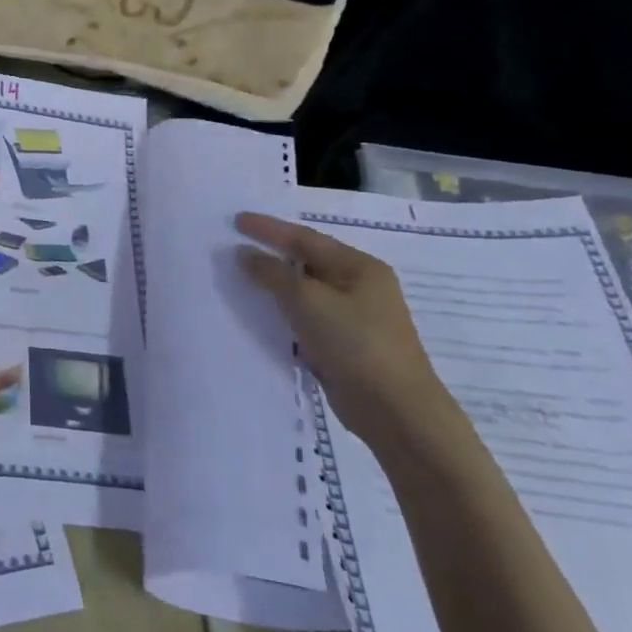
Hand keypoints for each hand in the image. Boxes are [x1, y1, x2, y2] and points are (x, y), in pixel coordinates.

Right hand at [234, 213, 456, 452]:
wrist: (395, 411)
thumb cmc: (355, 343)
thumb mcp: (307, 300)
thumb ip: (272, 273)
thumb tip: (245, 253)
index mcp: (360, 267)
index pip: (305, 238)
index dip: (269, 228)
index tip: (236, 220)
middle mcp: (361, 286)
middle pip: (307, 262)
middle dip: (272, 253)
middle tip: (236, 245)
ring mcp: (355, 317)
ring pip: (306, 291)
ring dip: (275, 285)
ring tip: (241, 277)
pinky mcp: (346, 344)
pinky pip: (307, 317)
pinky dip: (284, 311)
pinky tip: (262, 313)